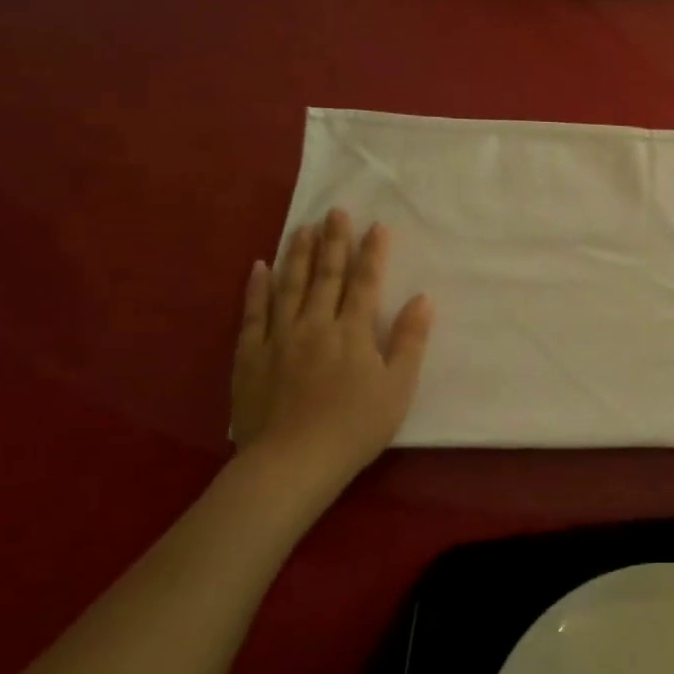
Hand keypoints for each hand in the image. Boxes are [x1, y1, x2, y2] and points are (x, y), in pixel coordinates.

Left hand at [230, 209, 432, 512]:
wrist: (293, 461)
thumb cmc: (355, 427)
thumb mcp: (397, 388)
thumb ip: (409, 341)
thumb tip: (422, 298)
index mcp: (352, 332)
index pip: (364, 283)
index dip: (372, 253)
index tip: (377, 226)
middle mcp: (315, 324)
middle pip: (325, 276)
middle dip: (333, 242)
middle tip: (335, 211)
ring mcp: (279, 337)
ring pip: (289, 286)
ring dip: (297, 254)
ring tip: (302, 227)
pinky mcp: (250, 355)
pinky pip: (253, 313)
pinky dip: (256, 288)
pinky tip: (259, 267)